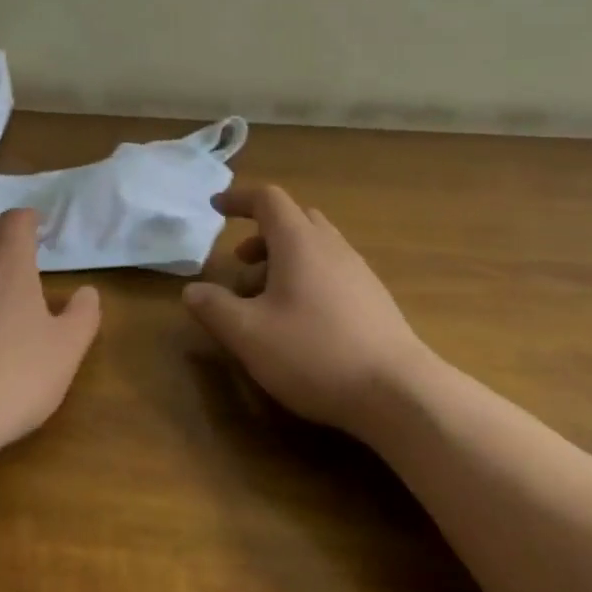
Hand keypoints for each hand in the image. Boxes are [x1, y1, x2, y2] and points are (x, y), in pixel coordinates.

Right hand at [184, 185, 428, 433]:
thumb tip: (193, 291)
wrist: (398, 392)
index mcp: (299, 242)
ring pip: (314, 247)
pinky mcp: (374, 299)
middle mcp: (331, 246)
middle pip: (294, 219)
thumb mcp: (248, 335)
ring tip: (264, 302)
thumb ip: (214, 308)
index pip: (268, 199)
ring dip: (283, 261)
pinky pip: (332, 271)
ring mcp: (358, 272)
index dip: (239, 199)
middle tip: (240, 265)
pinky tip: (300, 322)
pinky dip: (307, 279)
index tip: (216, 208)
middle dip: (261, 235)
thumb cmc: (314, 353)